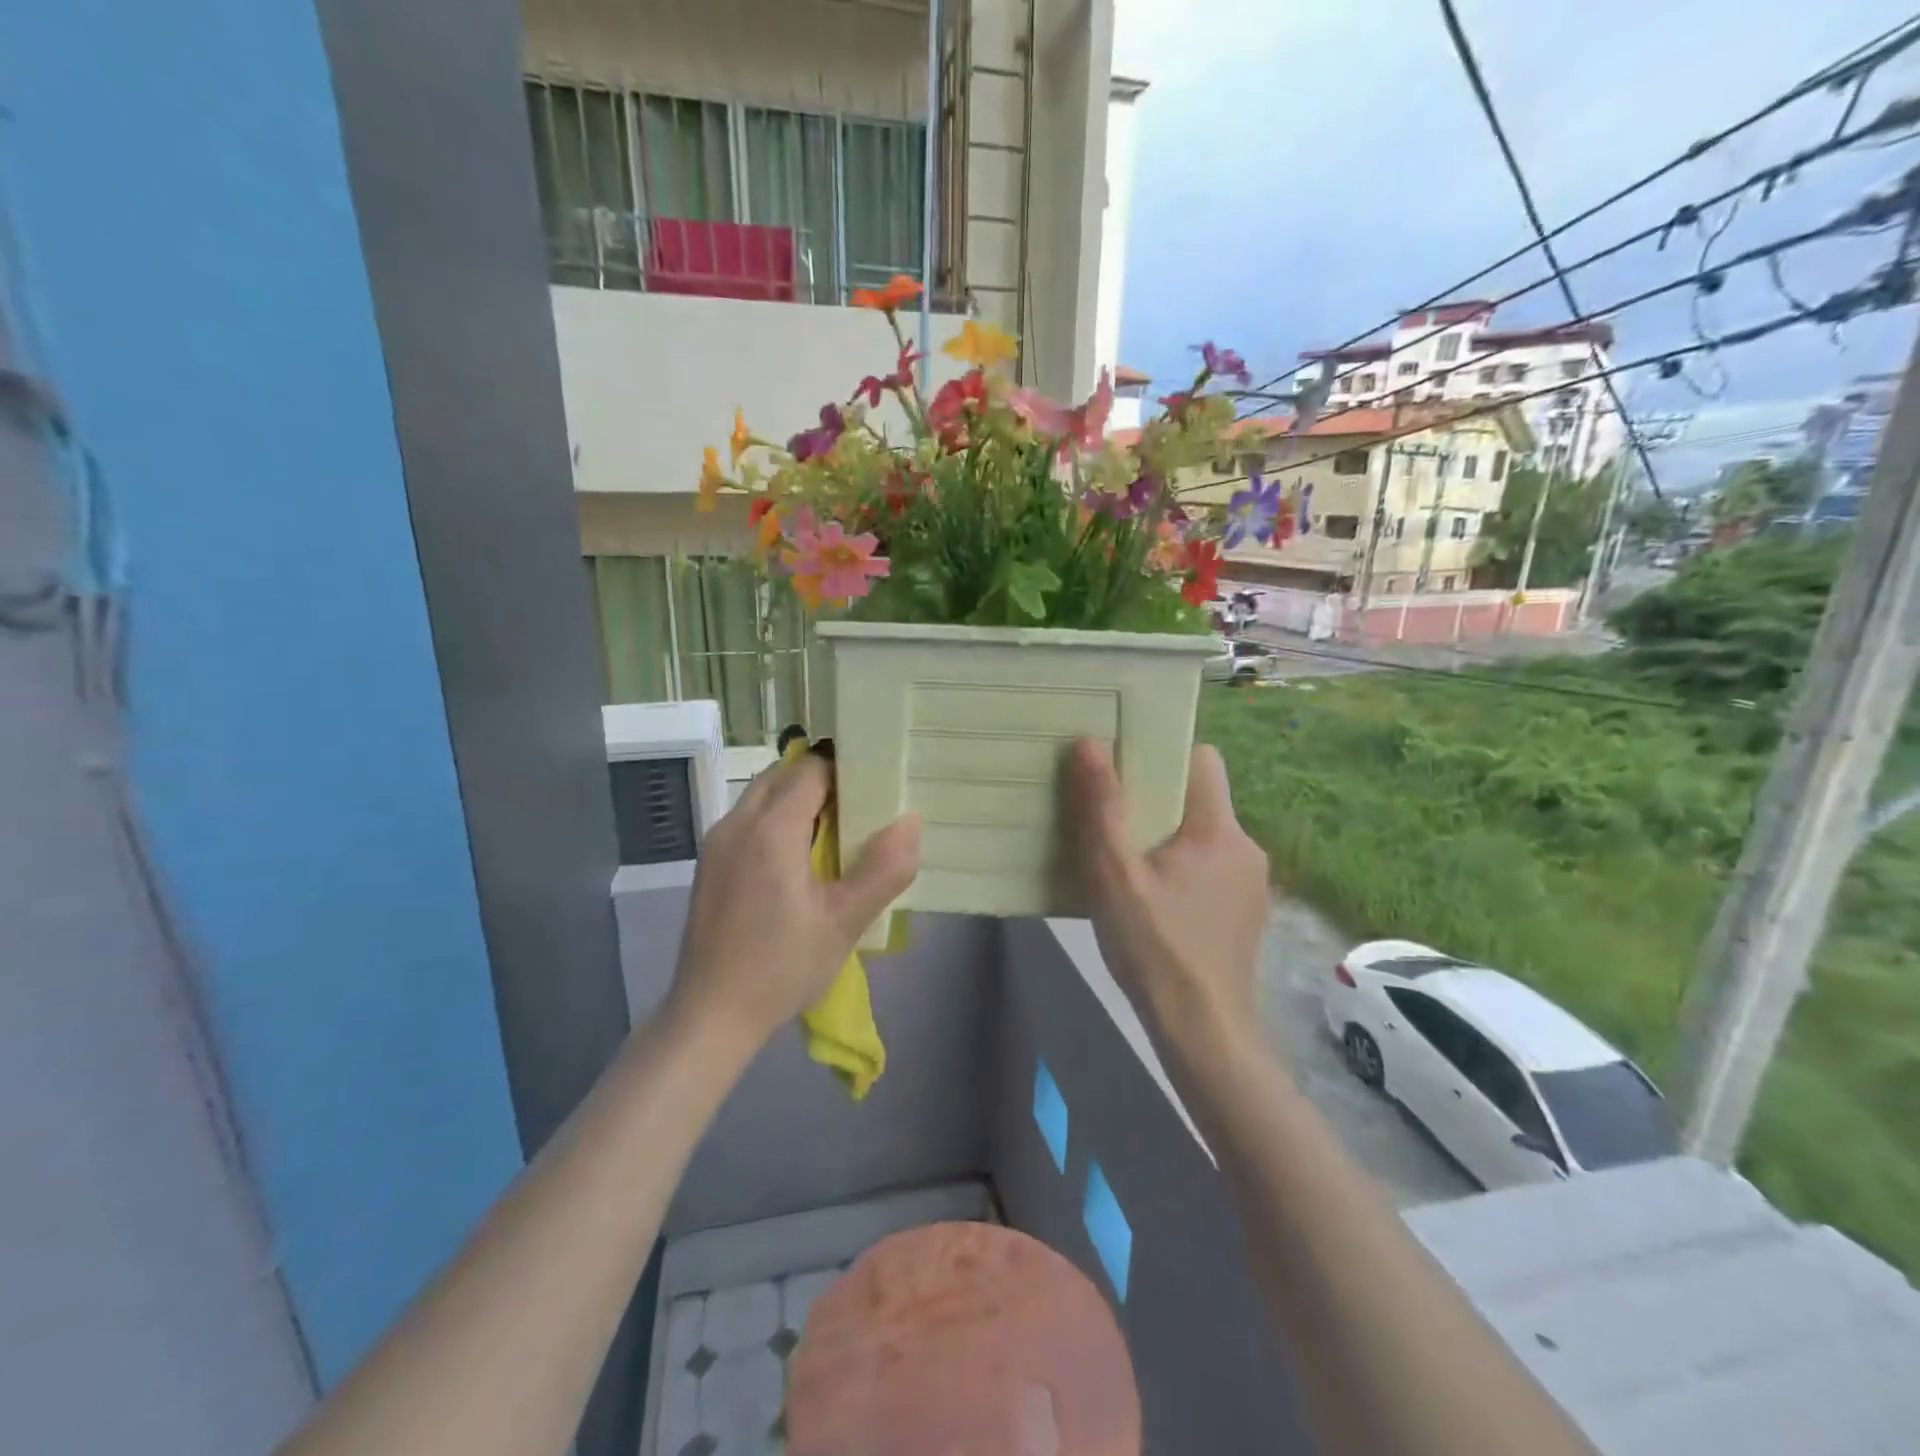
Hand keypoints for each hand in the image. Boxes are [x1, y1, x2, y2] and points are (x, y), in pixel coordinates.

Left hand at [668, 752, 920, 1050]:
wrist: (712, 1014)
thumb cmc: (783, 965)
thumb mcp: (846, 921)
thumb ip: (884, 868)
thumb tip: (910, 820)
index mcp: (771, 828)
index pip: (810, 769)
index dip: (844, 772)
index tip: (872, 793)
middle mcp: (737, 823)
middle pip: (782, 776)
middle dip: (820, 783)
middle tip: (855, 816)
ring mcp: (716, 844)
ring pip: (761, 797)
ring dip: (795, 803)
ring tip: (828, 840)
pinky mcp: (708, 865)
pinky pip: (747, 822)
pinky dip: (774, 823)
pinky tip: (794, 866)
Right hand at [1069, 739, 1269, 1054]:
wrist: (1203, 1032)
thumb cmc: (1154, 948)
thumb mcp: (1114, 875)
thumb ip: (1102, 808)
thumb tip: (1090, 743)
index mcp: (1218, 830)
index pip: (1202, 759)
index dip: (1164, 753)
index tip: (1126, 766)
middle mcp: (1246, 847)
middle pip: (1200, 798)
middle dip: (1157, 800)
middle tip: (1113, 816)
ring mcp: (1252, 883)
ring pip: (1205, 836)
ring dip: (1169, 838)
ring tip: (1129, 862)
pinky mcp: (1247, 912)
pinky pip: (1212, 868)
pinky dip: (1185, 869)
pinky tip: (1156, 902)